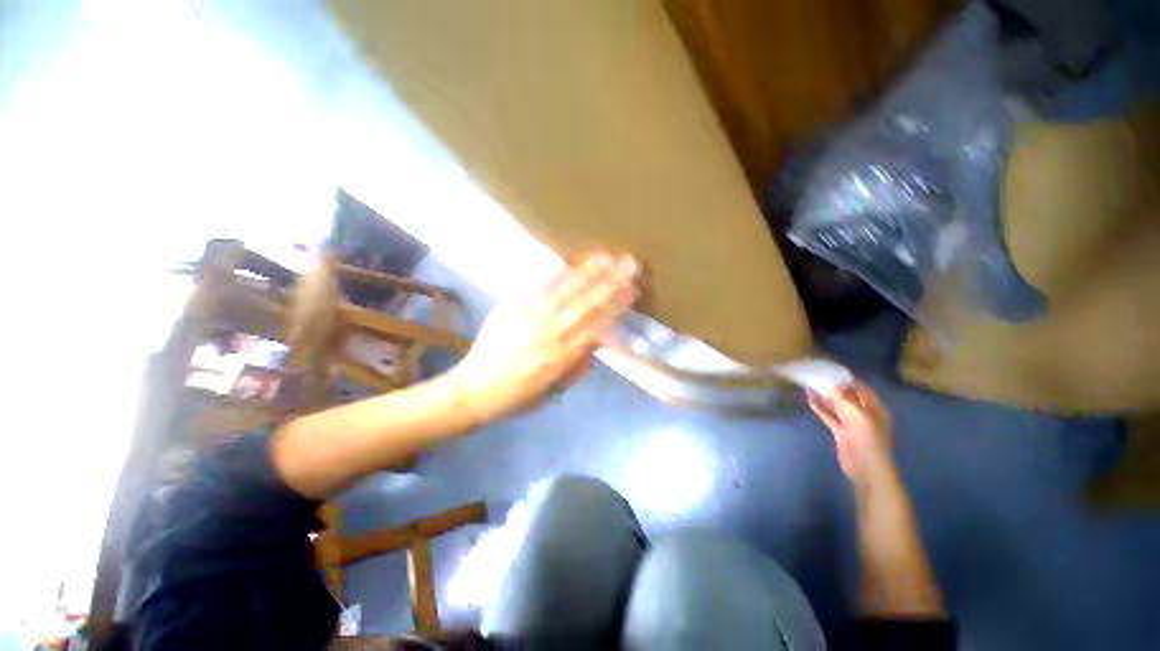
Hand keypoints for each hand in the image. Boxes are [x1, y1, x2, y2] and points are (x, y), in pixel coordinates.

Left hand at [449, 252, 639, 424]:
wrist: (476, 389)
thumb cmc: (521, 395)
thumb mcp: (557, 389)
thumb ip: (579, 365)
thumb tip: (597, 341)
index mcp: (565, 357)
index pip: (599, 325)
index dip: (617, 306)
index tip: (633, 289)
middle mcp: (552, 334)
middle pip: (587, 304)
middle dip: (612, 283)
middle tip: (630, 264)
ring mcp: (531, 318)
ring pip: (567, 291)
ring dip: (589, 273)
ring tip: (607, 256)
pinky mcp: (513, 308)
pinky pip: (539, 288)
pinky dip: (558, 274)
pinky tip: (572, 262)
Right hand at [809, 381, 894, 484]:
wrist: (866, 468)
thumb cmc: (866, 439)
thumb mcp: (855, 415)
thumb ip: (841, 399)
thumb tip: (828, 385)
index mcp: (874, 407)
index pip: (860, 388)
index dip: (845, 379)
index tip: (828, 370)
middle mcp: (864, 413)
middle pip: (847, 396)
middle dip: (832, 387)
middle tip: (814, 377)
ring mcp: (852, 424)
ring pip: (837, 406)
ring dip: (824, 397)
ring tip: (808, 386)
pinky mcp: (842, 433)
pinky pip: (830, 417)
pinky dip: (821, 409)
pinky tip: (810, 401)